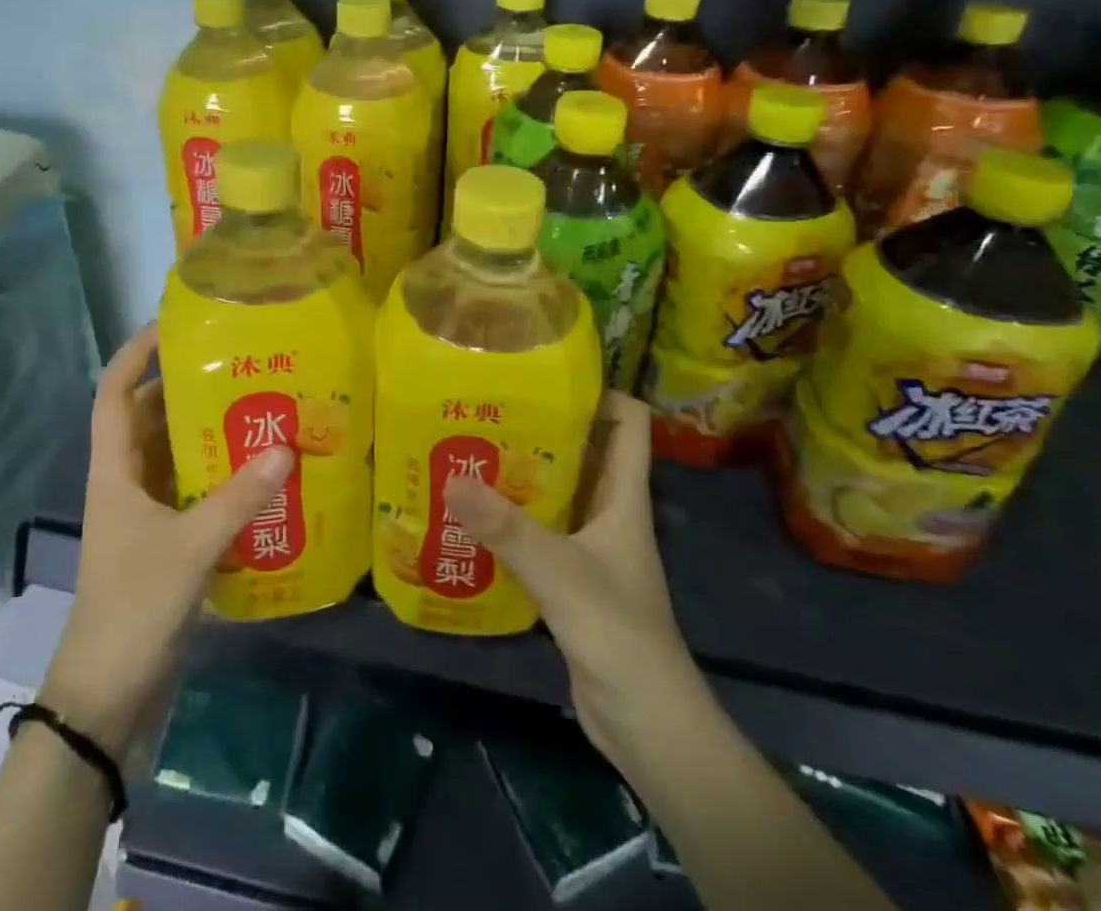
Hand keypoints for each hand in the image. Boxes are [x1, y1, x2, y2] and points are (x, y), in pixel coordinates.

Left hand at [40, 322, 290, 756]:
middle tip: (237, 368)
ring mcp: (143, 516)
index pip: (113, 394)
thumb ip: (239, 497)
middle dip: (186, 391)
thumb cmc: (134, 608)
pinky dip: (218, 479)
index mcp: (114, 472)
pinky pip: (191, 493)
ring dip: (207, 437)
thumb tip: (286, 447)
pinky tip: (259, 476)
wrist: (106, 699)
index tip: (172, 326)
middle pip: (150, 420)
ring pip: (173, 457)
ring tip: (257, 411)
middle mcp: (125, 484)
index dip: (134, 355)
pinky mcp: (164, 544)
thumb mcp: (190, 547)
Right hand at [445, 391, 696, 773]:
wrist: (648, 726)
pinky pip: (539, 533)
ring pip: (556, 493)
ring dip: (519, 474)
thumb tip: (452, 478)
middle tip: (487, 407)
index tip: (547, 374)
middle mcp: (609, 513)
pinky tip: (471, 516)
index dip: (600, 392)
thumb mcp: (561, 573)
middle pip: (582, 451)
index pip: (628, 423)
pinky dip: (510, 520)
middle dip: (540, 427)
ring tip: (468, 450)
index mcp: (623, 497)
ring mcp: (590, 547)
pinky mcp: (570, 580)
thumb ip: (508, 528)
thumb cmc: (619, 634)